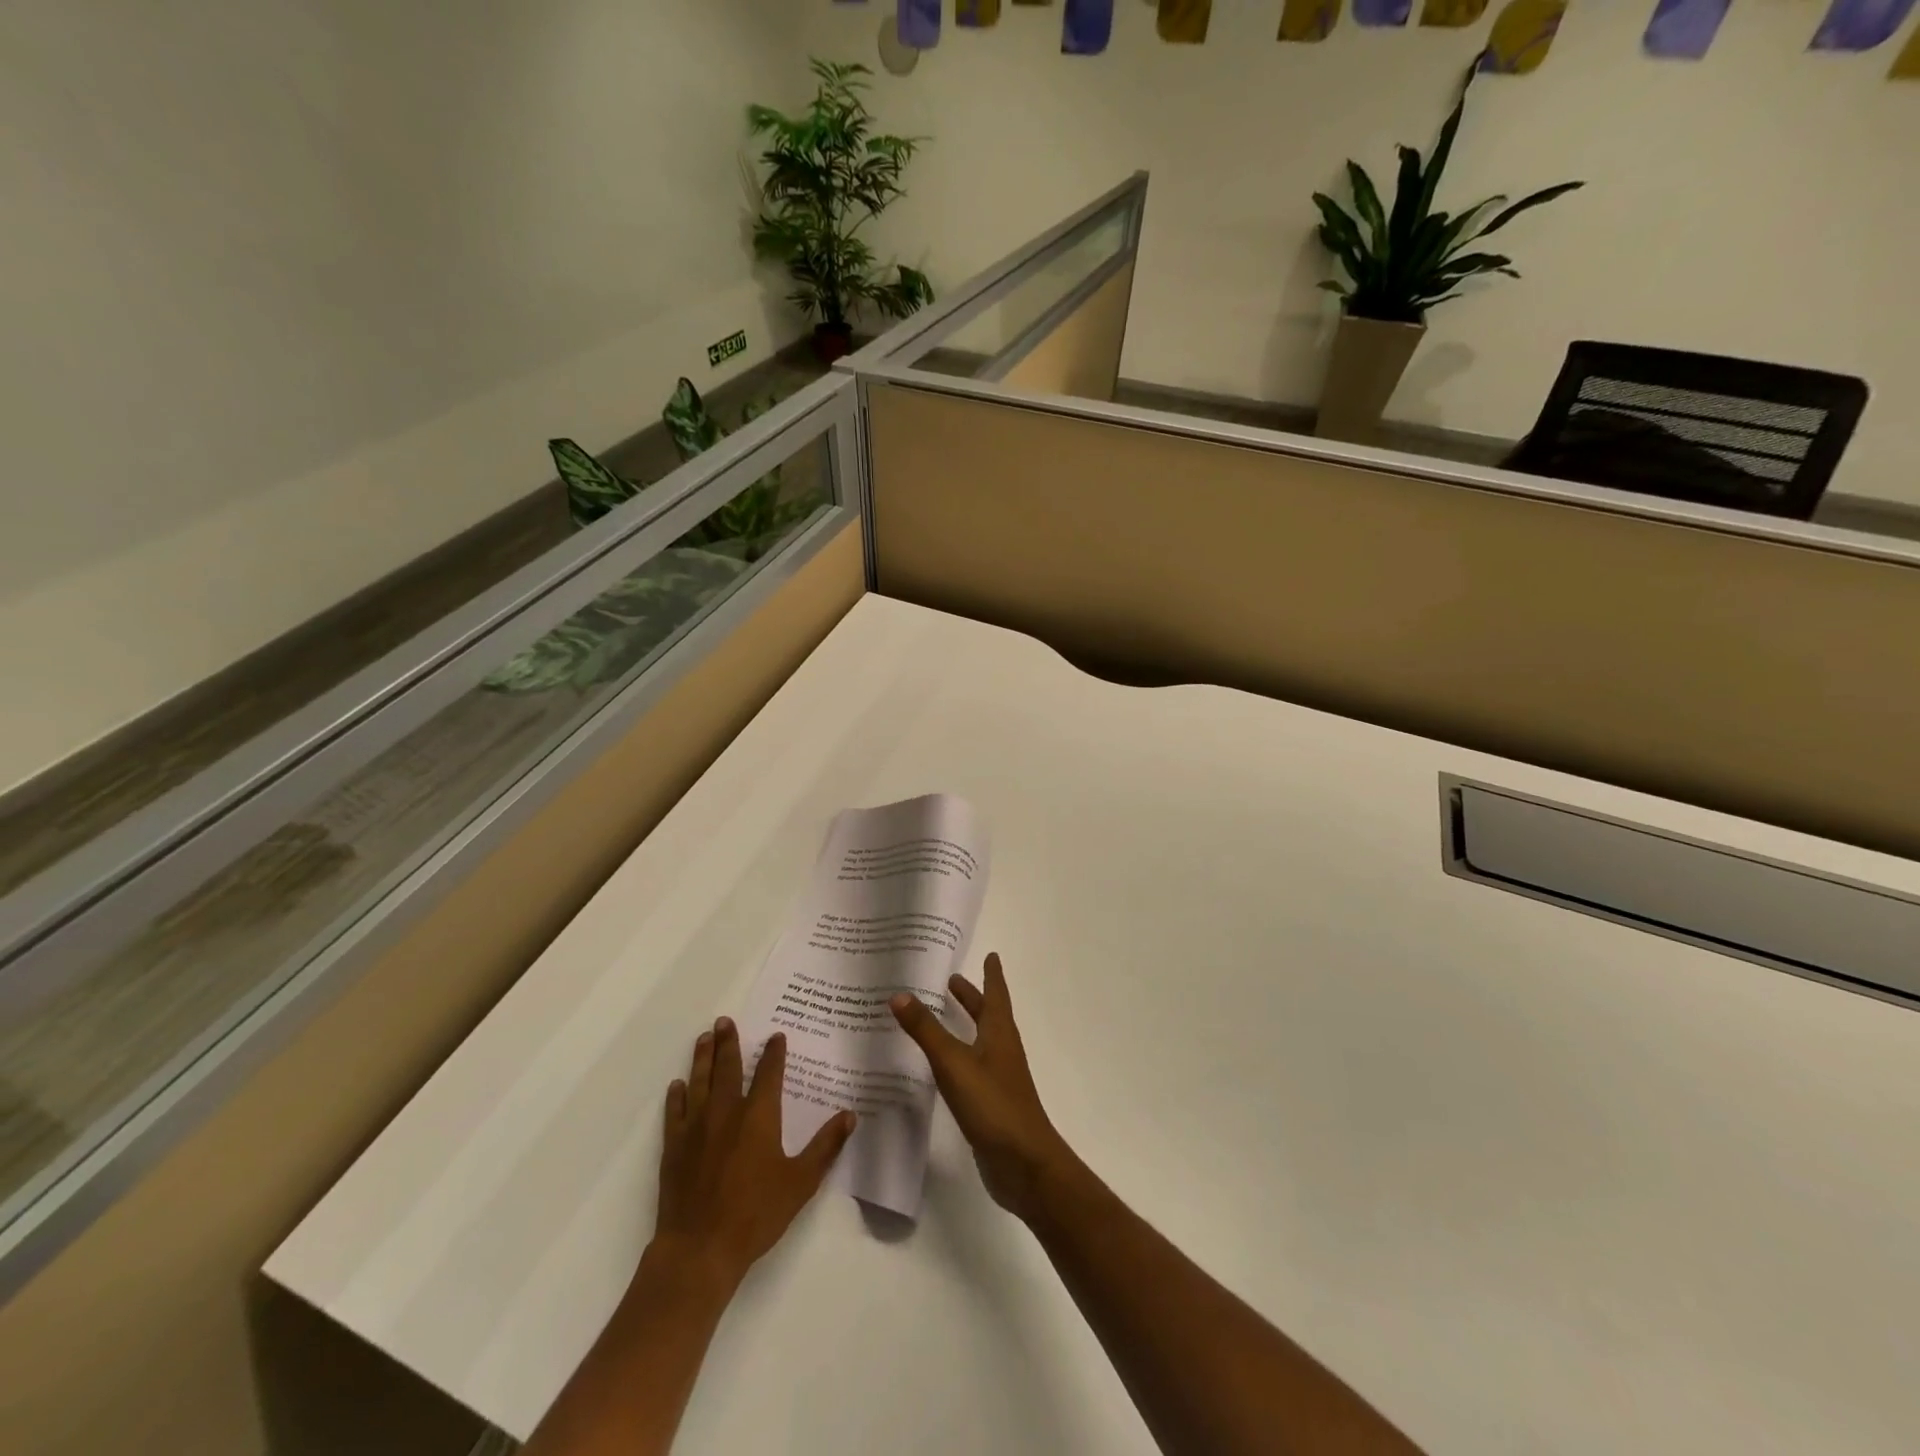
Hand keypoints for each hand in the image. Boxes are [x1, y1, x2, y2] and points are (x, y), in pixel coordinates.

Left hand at [649, 1017, 855, 1291]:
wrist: (699, 1249)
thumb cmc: (755, 1214)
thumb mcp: (801, 1182)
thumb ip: (826, 1146)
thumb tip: (849, 1115)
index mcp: (759, 1116)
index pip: (769, 1073)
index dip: (774, 1053)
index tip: (775, 1036)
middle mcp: (726, 1112)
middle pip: (728, 1068)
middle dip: (729, 1042)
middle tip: (724, 1020)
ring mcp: (696, 1128)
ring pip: (700, 1082)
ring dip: (702, 1058)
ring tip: (704, 1038)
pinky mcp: (674, 1147)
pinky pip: (675, 1112)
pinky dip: (677, 1096)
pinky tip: (678, 1086)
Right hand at [890, 953, 1073, 1222]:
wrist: (1024, 1164)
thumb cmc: (993, 1104)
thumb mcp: (954, 1063)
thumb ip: (926, 1030)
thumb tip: (899, 994)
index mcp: (999, 1033)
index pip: (996, 995)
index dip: (992, 975)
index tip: (991, 955)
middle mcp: (1001, 1050)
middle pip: (988, 1016)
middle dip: (972, 998)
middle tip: (953, 981)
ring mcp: (998, 1078)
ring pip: (980, 1041)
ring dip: (966, 1025)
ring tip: (942, 1016)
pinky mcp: (991, 1103)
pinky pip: (972, 1068)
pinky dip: (958, 1056)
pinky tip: (942, 1066)